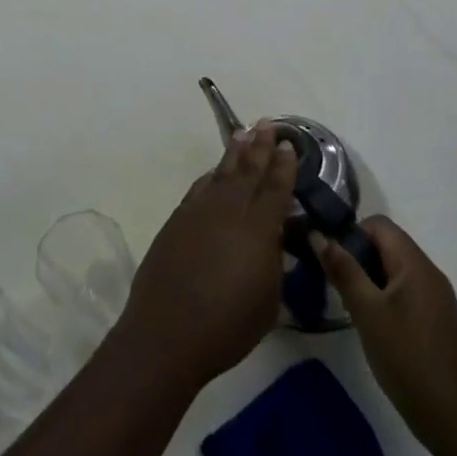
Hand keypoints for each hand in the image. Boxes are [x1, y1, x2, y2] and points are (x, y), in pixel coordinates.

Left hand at [117, 124, 297, 388]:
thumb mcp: (268, 300)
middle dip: (260, 146)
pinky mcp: (176, 221)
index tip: (289, 145)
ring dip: (234, 154)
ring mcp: (198, 212)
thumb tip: (273, 239)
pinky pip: (199, 189)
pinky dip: (211, 176)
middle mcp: (228, 211)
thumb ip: (273, 262)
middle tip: (269, 124)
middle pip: (247, 170)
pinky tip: (214, 173)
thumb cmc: (228, 325)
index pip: (275, 188)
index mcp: (258, 229)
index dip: (284, 166)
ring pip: (220, 174)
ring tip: (244, 135)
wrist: (167, 331)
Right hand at [312, 216, 456, 448]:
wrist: (454, 419)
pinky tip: (367, 321)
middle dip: (355, 255)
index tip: (327, 256)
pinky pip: (402, 290)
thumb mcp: (366, 311)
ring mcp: (434, 297)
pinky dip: (381, 295)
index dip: (350, 232)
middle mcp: (429, 273)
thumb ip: (342, 269)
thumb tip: (319, 234)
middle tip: (330, 280)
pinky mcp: (434, 319)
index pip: (379, 224)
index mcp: (415, 264)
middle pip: (386, 244)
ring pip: (392, 269)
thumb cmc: (407, 358)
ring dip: (366, 277)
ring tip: (345, 302)